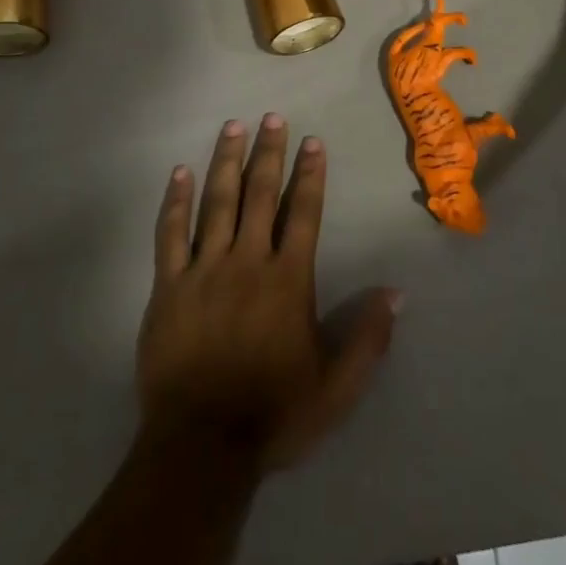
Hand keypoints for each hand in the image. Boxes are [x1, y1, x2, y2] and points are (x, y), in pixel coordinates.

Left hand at [137, 115, 401, 471]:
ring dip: (225, 161)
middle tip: (272, 116)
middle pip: (260, 194)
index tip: (312, 141)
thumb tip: (397, 292)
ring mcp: (204, 270)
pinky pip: (170, 234)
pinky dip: (175, 201)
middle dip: (268, 152)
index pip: (304, 213)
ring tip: (232, 126)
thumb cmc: (274, 414)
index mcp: (288, 280)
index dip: (310, 174)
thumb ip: (368, 337)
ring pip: (216, 202)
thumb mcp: (336, 387)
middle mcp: (248, 262)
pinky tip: (179, 172)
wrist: (201, 447)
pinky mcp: (168, 286)